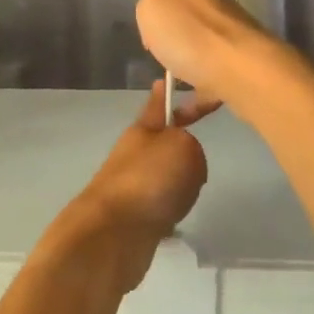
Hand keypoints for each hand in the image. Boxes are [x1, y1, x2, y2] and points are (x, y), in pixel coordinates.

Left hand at [47, 81, 218, 295]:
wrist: (114, 235)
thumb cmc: (149, 180)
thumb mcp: (184, 147)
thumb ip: (193, 146)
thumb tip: (185, 169)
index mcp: (143, 129)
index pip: (159, 102)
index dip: (170, 91)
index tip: (175, 79)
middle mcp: (136, 153)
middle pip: (166, 142)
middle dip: (184, 149)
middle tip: (199, 160)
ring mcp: (133, 185)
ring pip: (166, 175)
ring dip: (180, 183)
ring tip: (188, 193)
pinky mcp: (135, 215)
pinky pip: (162, 204)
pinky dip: (171, 210)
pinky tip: (177, 218)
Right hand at [134, 0, 277, 108]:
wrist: (241, 73)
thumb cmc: (190, 34)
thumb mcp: (151, 8)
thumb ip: (150, 6)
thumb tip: (162, 17)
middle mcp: (217, 10)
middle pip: (196, 13)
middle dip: (179, 26)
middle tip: (155, 45)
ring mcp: (232, 42)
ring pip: (204, 49)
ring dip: (187, 64)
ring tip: (163, 83)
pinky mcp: (239, 73)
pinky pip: (210, 87)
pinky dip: (194, 101)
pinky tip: (177, 115)